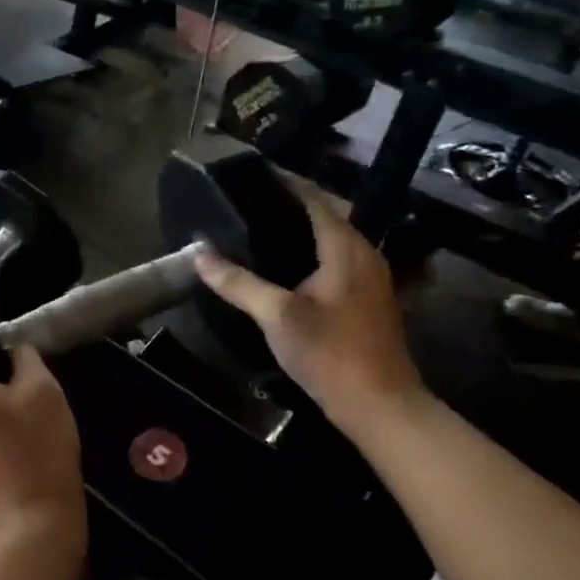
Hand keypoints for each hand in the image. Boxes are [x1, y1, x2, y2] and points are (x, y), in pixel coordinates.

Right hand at [193, 171, 423, 421]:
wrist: (380, 405)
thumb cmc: (330, 353)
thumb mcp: (277, 316)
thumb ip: (238, 283)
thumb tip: (199, 255)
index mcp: (346, 248)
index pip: (315, 198)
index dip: (286, 182)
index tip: (253, 173)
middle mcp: (364, 254)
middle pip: (326, 214)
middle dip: (290, 203)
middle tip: (248, 201)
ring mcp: (369, 278)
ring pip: (332, 238)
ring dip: (301, 228)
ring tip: (259, 227)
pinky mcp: (366, 299)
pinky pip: (335, 259)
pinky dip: (310, 250)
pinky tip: (283, 265)